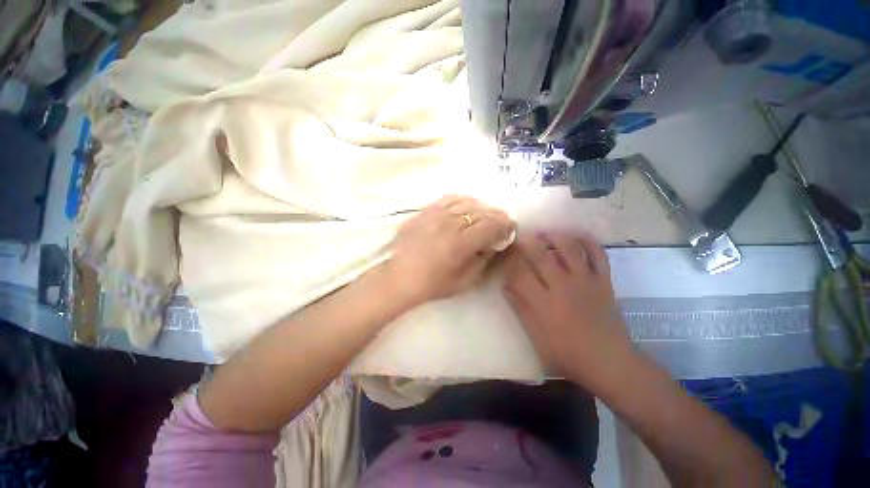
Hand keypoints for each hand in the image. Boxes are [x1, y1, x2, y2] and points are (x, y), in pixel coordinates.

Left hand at [384, 195, 514, 306]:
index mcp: (460, 244)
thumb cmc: (432, 285)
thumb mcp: (464, 282)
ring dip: (481, 208)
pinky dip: (462, 201)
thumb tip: (494, 244)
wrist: (398, 277)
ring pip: (467, 202)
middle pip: (481, 211)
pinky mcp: (425, 211)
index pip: (491, 225)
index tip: (510, 228)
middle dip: (497, 216)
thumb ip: (483, 261)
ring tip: (484, 216)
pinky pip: (449, 199)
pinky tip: (466, 207)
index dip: (505, 224)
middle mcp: (449, 224)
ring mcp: (435, 214)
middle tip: (500, 224)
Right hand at [502, 233, 632, 383]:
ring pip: (568, 248)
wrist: (611, 363)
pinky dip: (589, 242)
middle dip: (526, 242)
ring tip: (543, 233)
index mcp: (544, 303)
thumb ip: (521, 309)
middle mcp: (563, 286)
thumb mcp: (537, 338)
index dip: (509, 261)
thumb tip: (505, 286)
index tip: (504, 254)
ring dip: (554, 236)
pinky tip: (577, 236)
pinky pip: (598, 254)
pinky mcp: (603, 281)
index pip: (520, 273)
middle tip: (519, 236)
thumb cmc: (569, 355)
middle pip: (541, 255)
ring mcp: (585, 281)